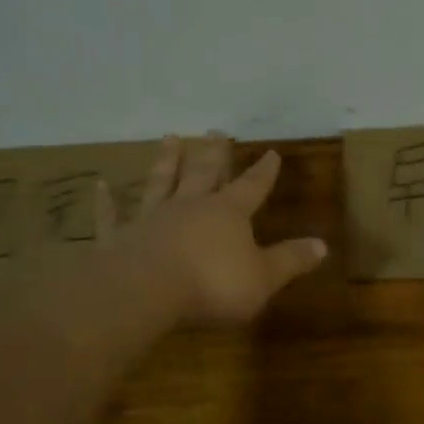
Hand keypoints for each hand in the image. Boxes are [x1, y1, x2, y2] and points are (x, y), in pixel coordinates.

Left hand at [94, 134, 327, 324]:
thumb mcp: (263, 278)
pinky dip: (107, 201)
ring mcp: (152, 218)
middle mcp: (190, 206)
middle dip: (213, 154)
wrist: (146, 293)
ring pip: (161, 182)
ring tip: (169, 137)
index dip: (263, 172)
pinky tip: (101, 185)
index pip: (251, 187)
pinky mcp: (120, 237)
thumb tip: (323, 245)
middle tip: (215, 131)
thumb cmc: (212, 285)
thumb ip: (290, 260)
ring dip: (166, 161)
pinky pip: (113, 215)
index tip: (271, 152)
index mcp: (228, 213)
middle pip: (204, 173)